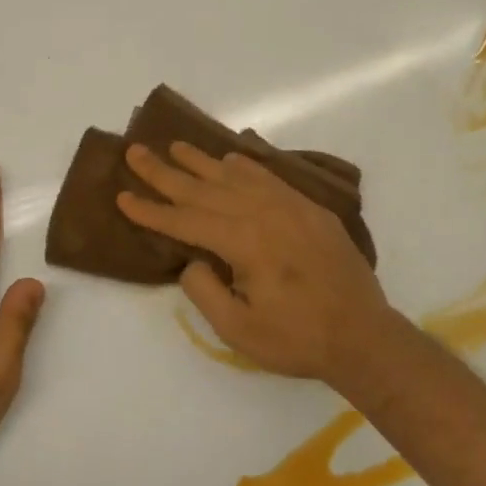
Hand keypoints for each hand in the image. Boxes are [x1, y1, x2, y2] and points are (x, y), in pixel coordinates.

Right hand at [116, 141, 392, 385]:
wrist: (364, 336)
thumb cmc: (297, 339)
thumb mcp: (238, 330)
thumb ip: (205, 291)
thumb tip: (193, 261)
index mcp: (244, 242)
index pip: (185, 220)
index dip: (151, 211)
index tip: (122, 196)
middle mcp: (264, 214)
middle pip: (204, 189)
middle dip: (165, 172)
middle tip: (135, 152)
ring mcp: (290, 207)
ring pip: (235, 176)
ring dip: (202, 161)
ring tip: (175, 146)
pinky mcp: (309, 210)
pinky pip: (270, 178)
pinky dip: (246, 166)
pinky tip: (230, 160)